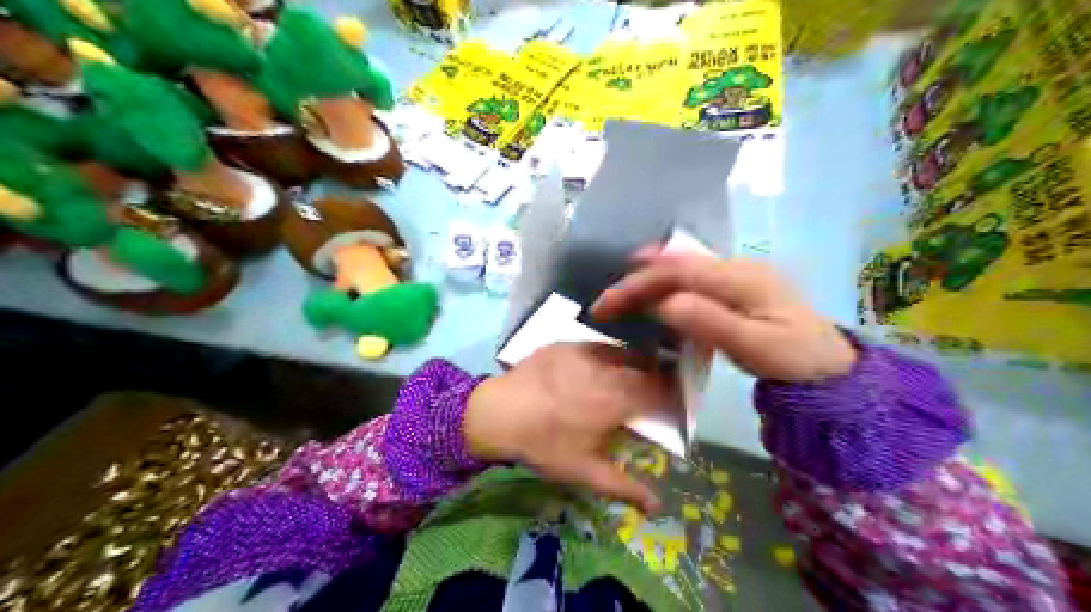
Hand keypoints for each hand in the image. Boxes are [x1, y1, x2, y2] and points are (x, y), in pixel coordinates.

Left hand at [459, 343, 663, 512]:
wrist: (497, 414)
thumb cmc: (544, 445)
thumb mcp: (585, 472)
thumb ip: (624, 487)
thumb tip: (657, 505)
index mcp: (617, 399)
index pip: (660, 390)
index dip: (671, 395)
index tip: (672, 403)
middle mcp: (607, 368)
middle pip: (645, 365)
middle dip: (655, 376)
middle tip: (651, 389)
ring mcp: (584, 351)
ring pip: (621, 351)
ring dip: (632, 362)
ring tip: (626, 375)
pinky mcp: (564, 344)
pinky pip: (594, 346)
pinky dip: (604, 355)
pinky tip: (594, 368)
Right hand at [593, 254, 855, 381]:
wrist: (832, 367)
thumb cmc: (796, 360)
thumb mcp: (756, 347)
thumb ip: (711, 322)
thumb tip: (665, 303)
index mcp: (741, 278)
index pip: (678, 272)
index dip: (637, 284)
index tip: (606, 306)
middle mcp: (737, 267)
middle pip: (676, 265)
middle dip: (636, 281)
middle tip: (604, 305)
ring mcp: (738, 275)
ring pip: (683, 268)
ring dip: (648, 279)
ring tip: (620, 296)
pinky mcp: (738, 287)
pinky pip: (693, 278)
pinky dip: (665, 284)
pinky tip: (654, 295)